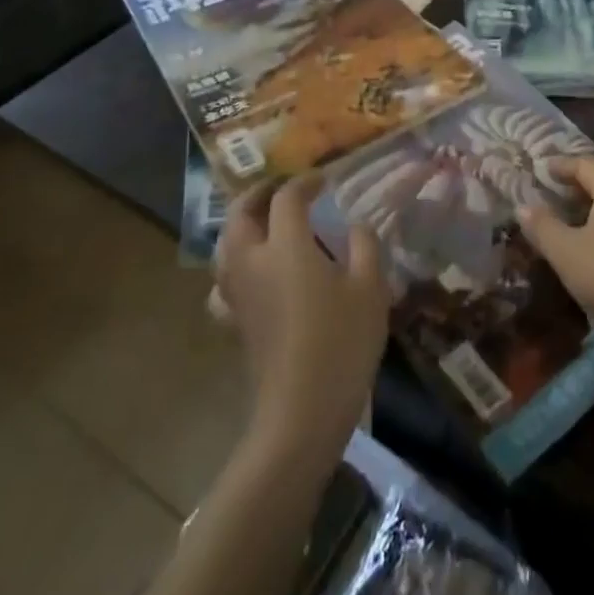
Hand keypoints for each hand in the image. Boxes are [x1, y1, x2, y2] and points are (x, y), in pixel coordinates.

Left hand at [214, 174, 390, 448]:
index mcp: (286, 246)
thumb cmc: (341, 344)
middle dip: (259, 194)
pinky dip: (233, 264)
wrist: (301, 414)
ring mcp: (238, 294)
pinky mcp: (236, 321)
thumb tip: (356, 226)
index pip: (287, 198)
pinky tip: (252, 273)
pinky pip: (223, 280)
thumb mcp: (370, 289)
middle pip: (241, 214)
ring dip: (242, 223)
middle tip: (282, 188)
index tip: (323, 180)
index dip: (304, 182)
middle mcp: (253, 262)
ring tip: (265, 221)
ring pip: (225, 244)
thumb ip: (364, 246)